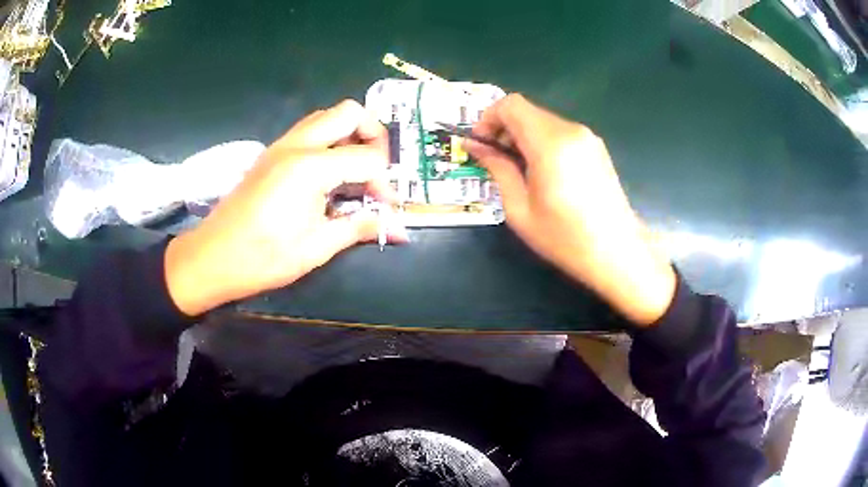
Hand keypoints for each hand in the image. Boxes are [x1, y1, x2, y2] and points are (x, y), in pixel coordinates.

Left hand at [165, 100, 407, 315]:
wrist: (211, 258)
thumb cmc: (262, 258)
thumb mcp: (316, 248)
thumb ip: (359, 228)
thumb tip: (399, 230)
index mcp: (310, 167)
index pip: (367, 158)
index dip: (385, 183)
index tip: (386, 208)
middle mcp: (296, 145)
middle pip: (349, 112)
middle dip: (373, 135)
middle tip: (376, 170)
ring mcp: (280, 146)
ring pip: (326, 117)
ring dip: (349, 135)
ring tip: (355, 172)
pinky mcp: (270, 154)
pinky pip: (308, 131)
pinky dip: (329, 142)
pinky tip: (328, 176)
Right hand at [466, 94, 675, 325]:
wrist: (618, 252)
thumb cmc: (565, 238)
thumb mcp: (520, 209)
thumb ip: (497, 169)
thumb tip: (475, 146)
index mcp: (550, 144)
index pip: (510, 105)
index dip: (488, 118)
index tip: (480, 144)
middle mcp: (570, 131)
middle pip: (526, 111)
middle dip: (503, 129)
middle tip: (494, 160)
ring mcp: (587, 137)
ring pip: (542, 121)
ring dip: (522, 137)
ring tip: (518, 170)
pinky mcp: (596, 147)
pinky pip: (560, 132)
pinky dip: (542, 142)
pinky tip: (543, 173)